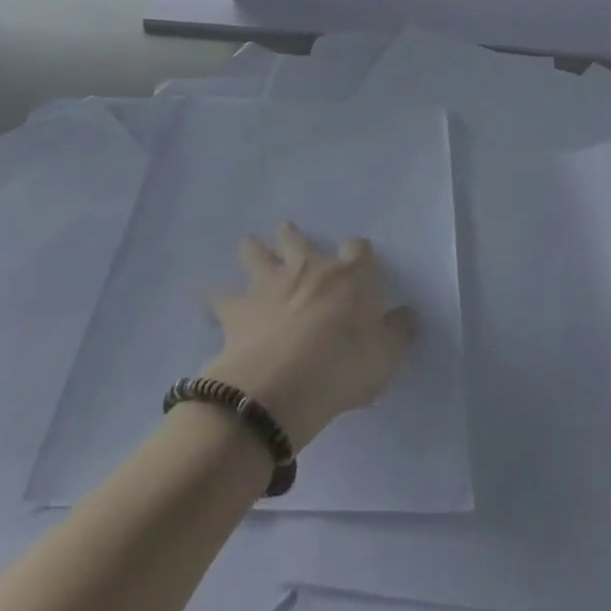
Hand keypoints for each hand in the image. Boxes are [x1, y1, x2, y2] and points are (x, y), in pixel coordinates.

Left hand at [203, 223, 417, 448]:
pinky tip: (203, 294)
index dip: (359, 253)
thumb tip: (406, 314)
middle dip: (293, 236)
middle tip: (286, 230)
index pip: (358, 250)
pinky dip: (212, 295)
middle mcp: (309, 270)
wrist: (286, 380)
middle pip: (299, 242)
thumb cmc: (346, 365)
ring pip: (258, 257)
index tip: (359, 257)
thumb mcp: (387, 355)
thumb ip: (398, 331)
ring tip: (246, 242)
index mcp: (349, 276)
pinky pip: (219, 298)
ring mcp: (270, 286)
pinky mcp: (238, 310)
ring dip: (253, 249)